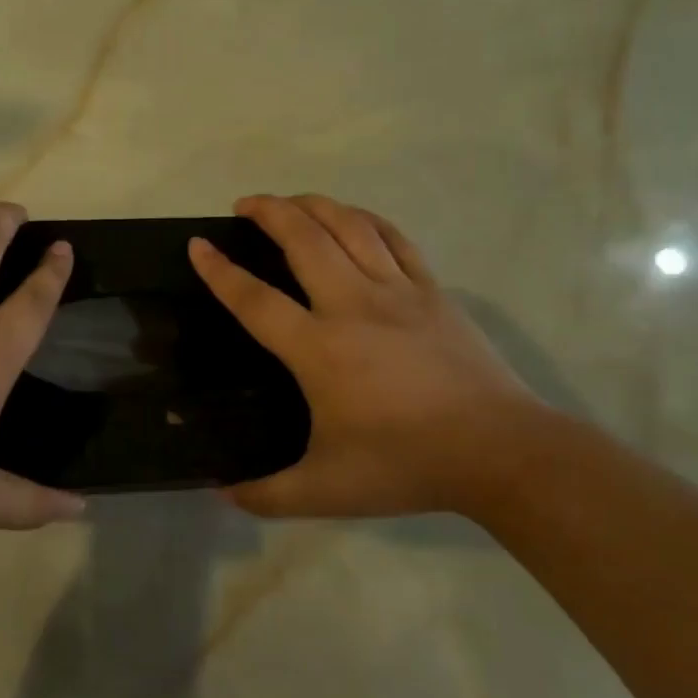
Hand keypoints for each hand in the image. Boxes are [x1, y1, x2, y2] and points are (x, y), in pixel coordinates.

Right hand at [189, 194, 544, 518]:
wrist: (499, 452)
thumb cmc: (406, 465)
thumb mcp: (324, 491)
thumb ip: (266, 494)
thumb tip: (221, 493)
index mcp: (318, 349)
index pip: (255, 299)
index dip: (220, 270)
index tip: (198, 244)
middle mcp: (352, 306)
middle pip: (303, 239)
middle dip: (269, 211)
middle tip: (244, 204)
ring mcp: (397, 292)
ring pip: (349, 227)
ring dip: (314, 205)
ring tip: (291, 202)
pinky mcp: (433, 292)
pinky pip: (395, 239)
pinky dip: (366, 220)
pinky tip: (353, 218)